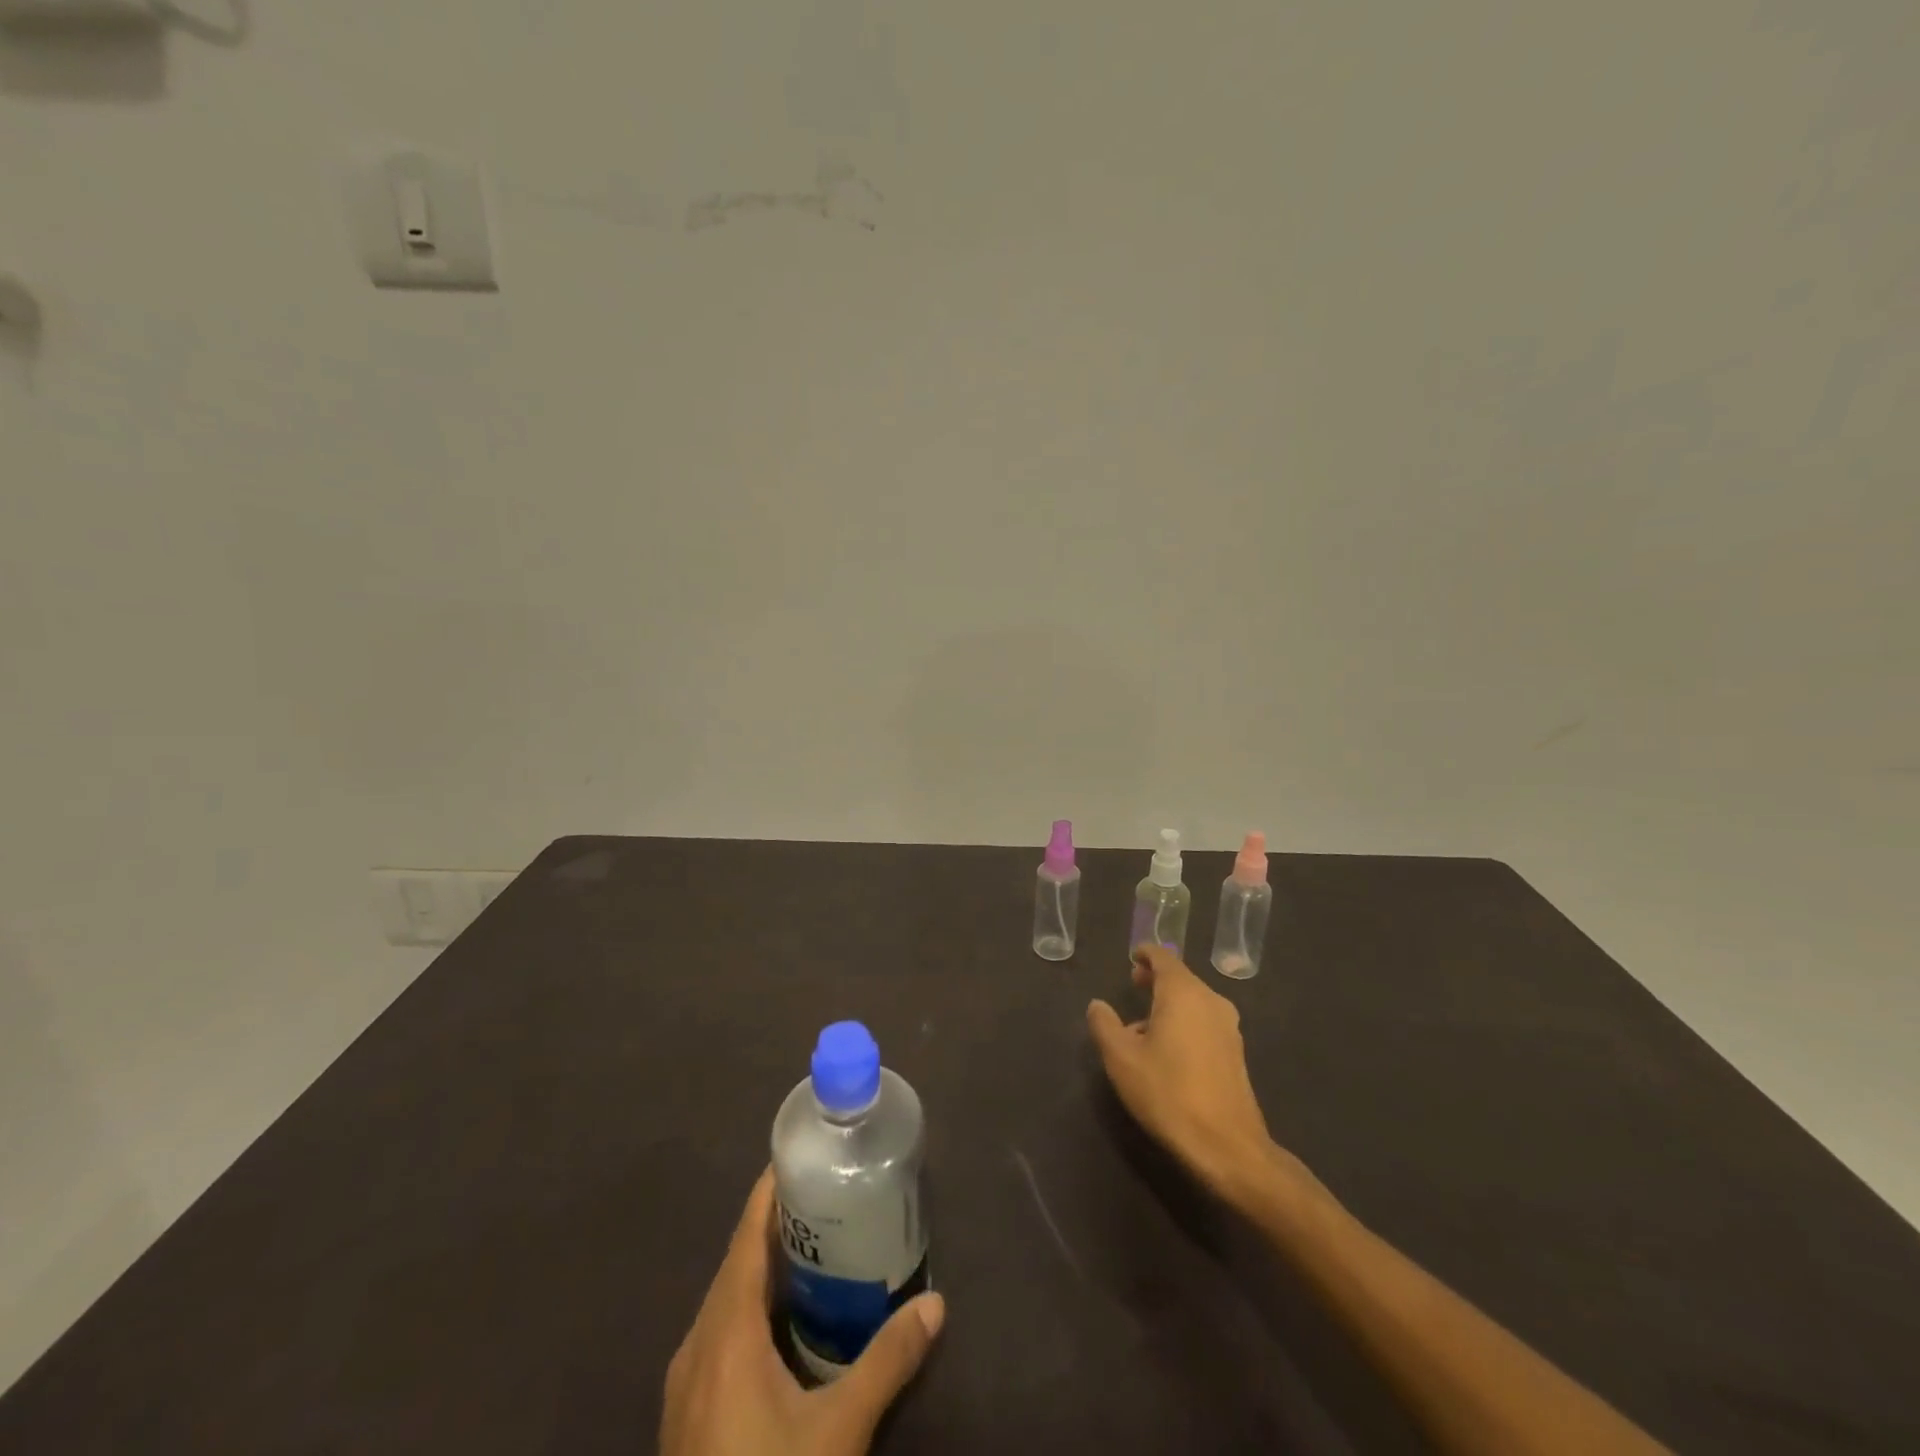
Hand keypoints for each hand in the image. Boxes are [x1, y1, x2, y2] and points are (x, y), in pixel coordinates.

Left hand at [660, 1169, 945, 1455]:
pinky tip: (782, 1322)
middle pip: (735, 1264)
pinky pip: (719, 1333)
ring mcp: (686, 1382)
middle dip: (774, 1225)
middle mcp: (697, 1345)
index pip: (745, 1239)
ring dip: (761, 1268)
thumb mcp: (837, 1431)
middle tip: (824, 1194)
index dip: (767, 1194)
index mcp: (725, 1333)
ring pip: (725, 1300)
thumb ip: (887, 1362)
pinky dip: (750, 1307)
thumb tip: (936, 1303)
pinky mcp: (687, 1413)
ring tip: (811, 1245)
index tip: (799, 1155)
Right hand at [1087, 945, 1284, 1197]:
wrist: (1227, 1147)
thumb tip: (1098, 1005)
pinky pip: (1204, 1023)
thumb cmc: (1168, 1093)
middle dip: (1156, 979)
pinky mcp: (1236, 1053)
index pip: (1164, 957)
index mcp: (1183, 993)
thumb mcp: (1121, 1059)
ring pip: (1194, 1002)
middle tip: (1134, 983)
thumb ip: (1104, 1025)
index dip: (1146, 954)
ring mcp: (1228, 1028)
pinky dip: (1185, 1023)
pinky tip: (1168, 1051)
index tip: (1132, 957)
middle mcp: (1210, 1001)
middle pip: (1181, 978)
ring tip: (1143, 1026)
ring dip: (1169, 1004)